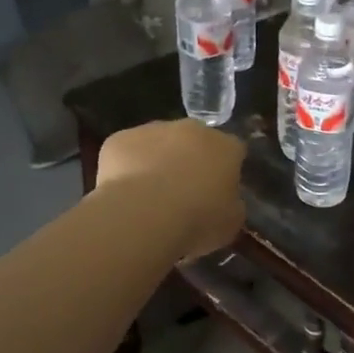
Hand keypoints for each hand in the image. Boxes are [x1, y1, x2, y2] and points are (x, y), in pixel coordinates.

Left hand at [96, 120, 245, 260]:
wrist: (143, 215)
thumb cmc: (197, 220)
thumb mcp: (231, 223)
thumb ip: (232, 204)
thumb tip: (225, 200)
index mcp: (225, 147)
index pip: (233, 151)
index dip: (226, 171)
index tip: (218, 192)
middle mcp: (192, 129)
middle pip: (195, 141)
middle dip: (191, 160)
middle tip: (183, 193)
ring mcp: (153, 130)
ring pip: (159, 142)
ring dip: (158, 161)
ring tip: (149, 196)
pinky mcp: (120, 139)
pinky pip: (127, 152)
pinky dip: (127, 167)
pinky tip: (124, 194)